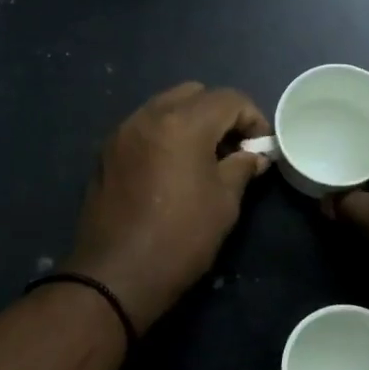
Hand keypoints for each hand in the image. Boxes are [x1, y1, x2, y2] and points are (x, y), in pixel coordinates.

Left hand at [65, 83, 271, 333]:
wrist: (116, 275)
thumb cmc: (180, 238)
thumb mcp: (224, 203)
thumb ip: (242, 168)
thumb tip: (254, 156)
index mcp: (182, 123)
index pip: (228, 99)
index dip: (253, 118)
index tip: (261, 148)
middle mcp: (148, 116)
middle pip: (194, 94)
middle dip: (220, 114)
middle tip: (233, 148)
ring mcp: (122, 132)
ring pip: (165, 106)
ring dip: (190, 121)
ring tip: (204, 158)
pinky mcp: (107, 153)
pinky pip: (144, 127)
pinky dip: (165, 134)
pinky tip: (173, 168)